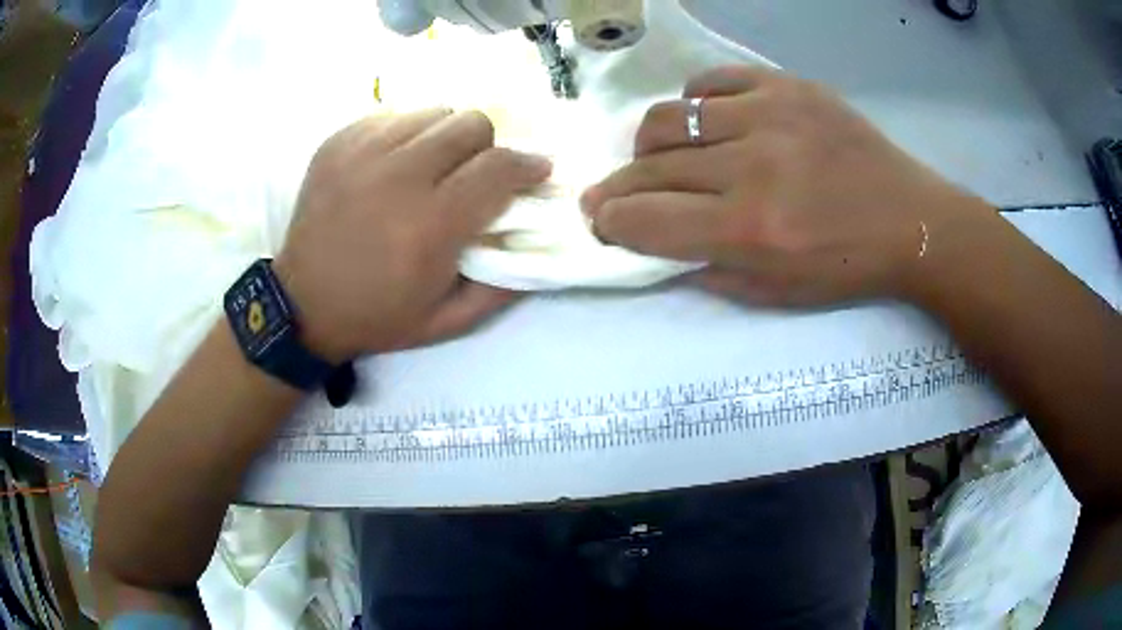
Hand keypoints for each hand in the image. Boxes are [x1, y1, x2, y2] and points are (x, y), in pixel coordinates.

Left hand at [274, 109, 551, 361]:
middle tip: (474, 174)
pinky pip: (393, 116)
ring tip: (431, 168)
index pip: (498, 167)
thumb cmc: (377, 315)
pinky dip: (406, 135)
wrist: (302, 305)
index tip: (536, 170)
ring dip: (446, 138)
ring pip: (434, 113)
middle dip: (487, 147)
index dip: (528, 164)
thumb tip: (537, 242)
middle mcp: (397, 177)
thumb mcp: (447, 321)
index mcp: (430, 225)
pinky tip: (394, 165)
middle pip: (471, 123)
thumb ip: (501, 287)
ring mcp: (361, 153)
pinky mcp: (337, 142)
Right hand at [581, 66, 995, 306]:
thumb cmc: (846, 266)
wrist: (910, 220)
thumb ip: (705, 268)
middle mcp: (752, 166)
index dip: (611, 221)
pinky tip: (707, 124)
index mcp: (751, 229)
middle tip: (610, 195)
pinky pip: (711, 83)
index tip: (600, 221)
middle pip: (650, 166)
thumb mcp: (774, 293)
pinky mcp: (787, 85)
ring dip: (650, 145)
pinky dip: (695, 104)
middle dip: (616, 187)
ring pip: (669, 117)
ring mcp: (769, 114)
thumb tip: (652, 242)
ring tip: (661, 158)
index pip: (646, 219)